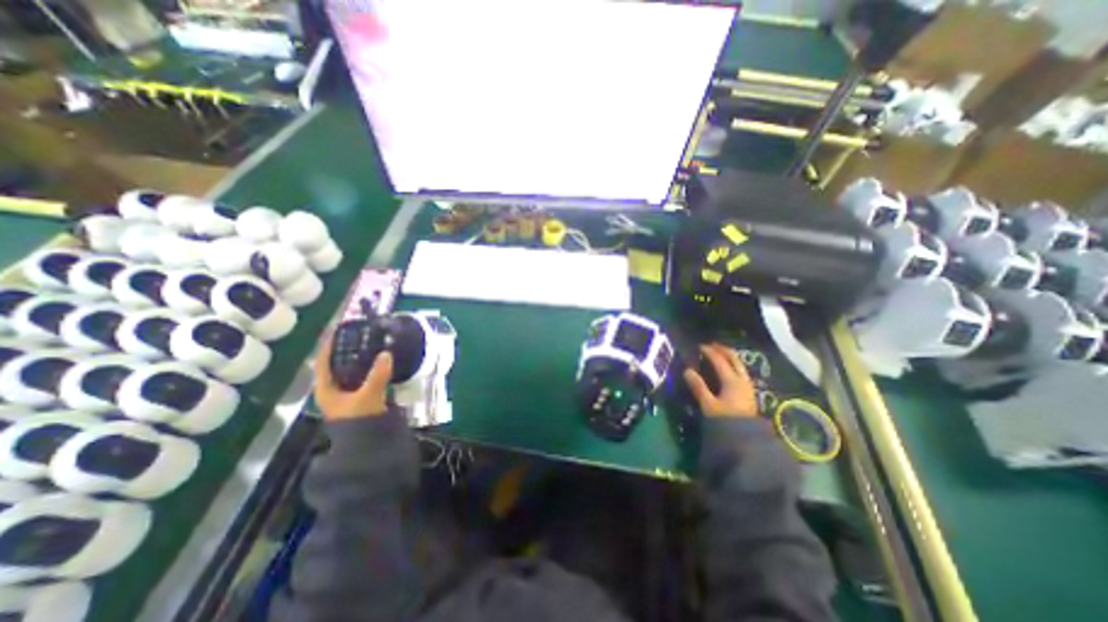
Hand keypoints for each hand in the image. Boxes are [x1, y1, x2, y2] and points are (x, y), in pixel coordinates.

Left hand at [314, 335, 394, 421]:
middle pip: (336, 364)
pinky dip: (368, 367)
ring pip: (350, 370)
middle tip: (359, 334)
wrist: (367, 443)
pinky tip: (379, 361)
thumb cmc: (359, 420)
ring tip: (371, 344)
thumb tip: (387, 353)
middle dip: (346, 349)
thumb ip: (377, 375)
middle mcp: (333, 390)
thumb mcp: (368, 396)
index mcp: (326, 389)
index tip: (337, 329)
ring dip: (358, 358)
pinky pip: (362, 376)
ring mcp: (347, 394)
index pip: (322, 362)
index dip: (328, 345)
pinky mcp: (360, 397)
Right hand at [685, 344, 761, 420]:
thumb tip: (687, 370)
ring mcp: (747, 386)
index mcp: (731, 380)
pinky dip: (732, 365)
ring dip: (728, 357)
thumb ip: (698, 387)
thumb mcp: (708, 405)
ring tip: (718, 355)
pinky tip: (726, 370)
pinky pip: (740, 372)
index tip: (699, 346)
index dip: (709, 352)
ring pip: (739, 365)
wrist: (746, 440)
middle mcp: (742, 380)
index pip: (719, 360)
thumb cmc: (726, 421)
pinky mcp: (748, 393)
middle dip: (722, 350)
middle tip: (711, 346)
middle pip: (734, 359)